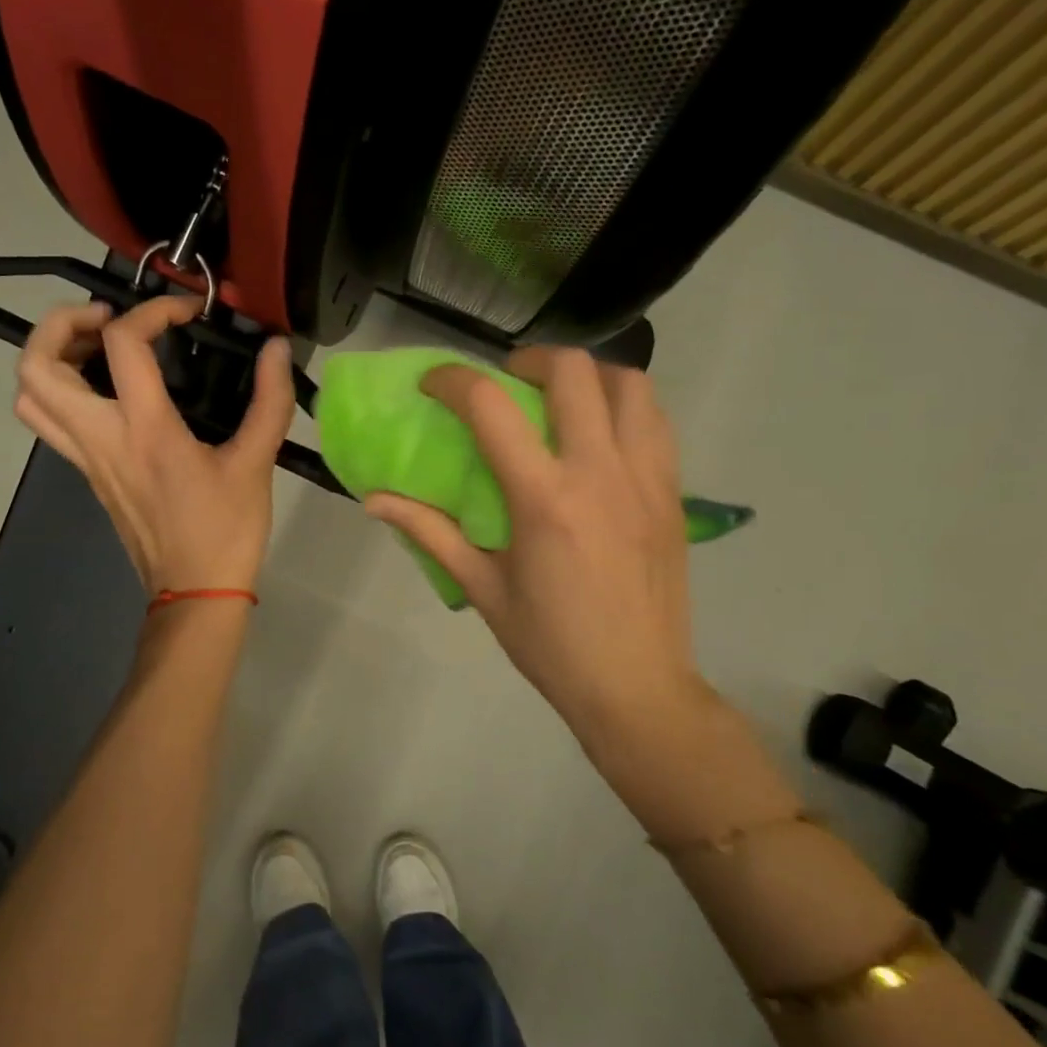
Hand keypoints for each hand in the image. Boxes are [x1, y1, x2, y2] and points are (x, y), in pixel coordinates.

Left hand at [14, 296, 295, 595]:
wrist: (194, 593)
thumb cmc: (225, 531)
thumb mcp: (256, 463)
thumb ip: (270, 400)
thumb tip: (278, 350)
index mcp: (145, 431)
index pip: (123, 345)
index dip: (153, 310)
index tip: (187, 312)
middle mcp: (102, 439)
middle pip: (37, 367)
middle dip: (60, 324)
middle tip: (106, 317)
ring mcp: (86, 459)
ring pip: (30, 397)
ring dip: (50, 357)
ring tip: (96, 346)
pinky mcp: (88, 475)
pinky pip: (49, 422)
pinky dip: (60, 389)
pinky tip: (107, 389)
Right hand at [365, 349, 716, 768]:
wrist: (637, 686)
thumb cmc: (550, 642)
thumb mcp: (481, 587)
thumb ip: (429, 532)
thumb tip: (373, 499)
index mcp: (543, 498)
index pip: (491, 406)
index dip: (453, 380)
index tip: (433, 384)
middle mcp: (599, 471)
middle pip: (571, 370)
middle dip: (529, 359)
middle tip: (506, 383)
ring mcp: (645, 477)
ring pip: (628, 384)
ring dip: (587, 376)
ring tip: (560, 401)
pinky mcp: (673, 492)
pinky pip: (656, 421)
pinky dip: (624, 406)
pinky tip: (600, 437)